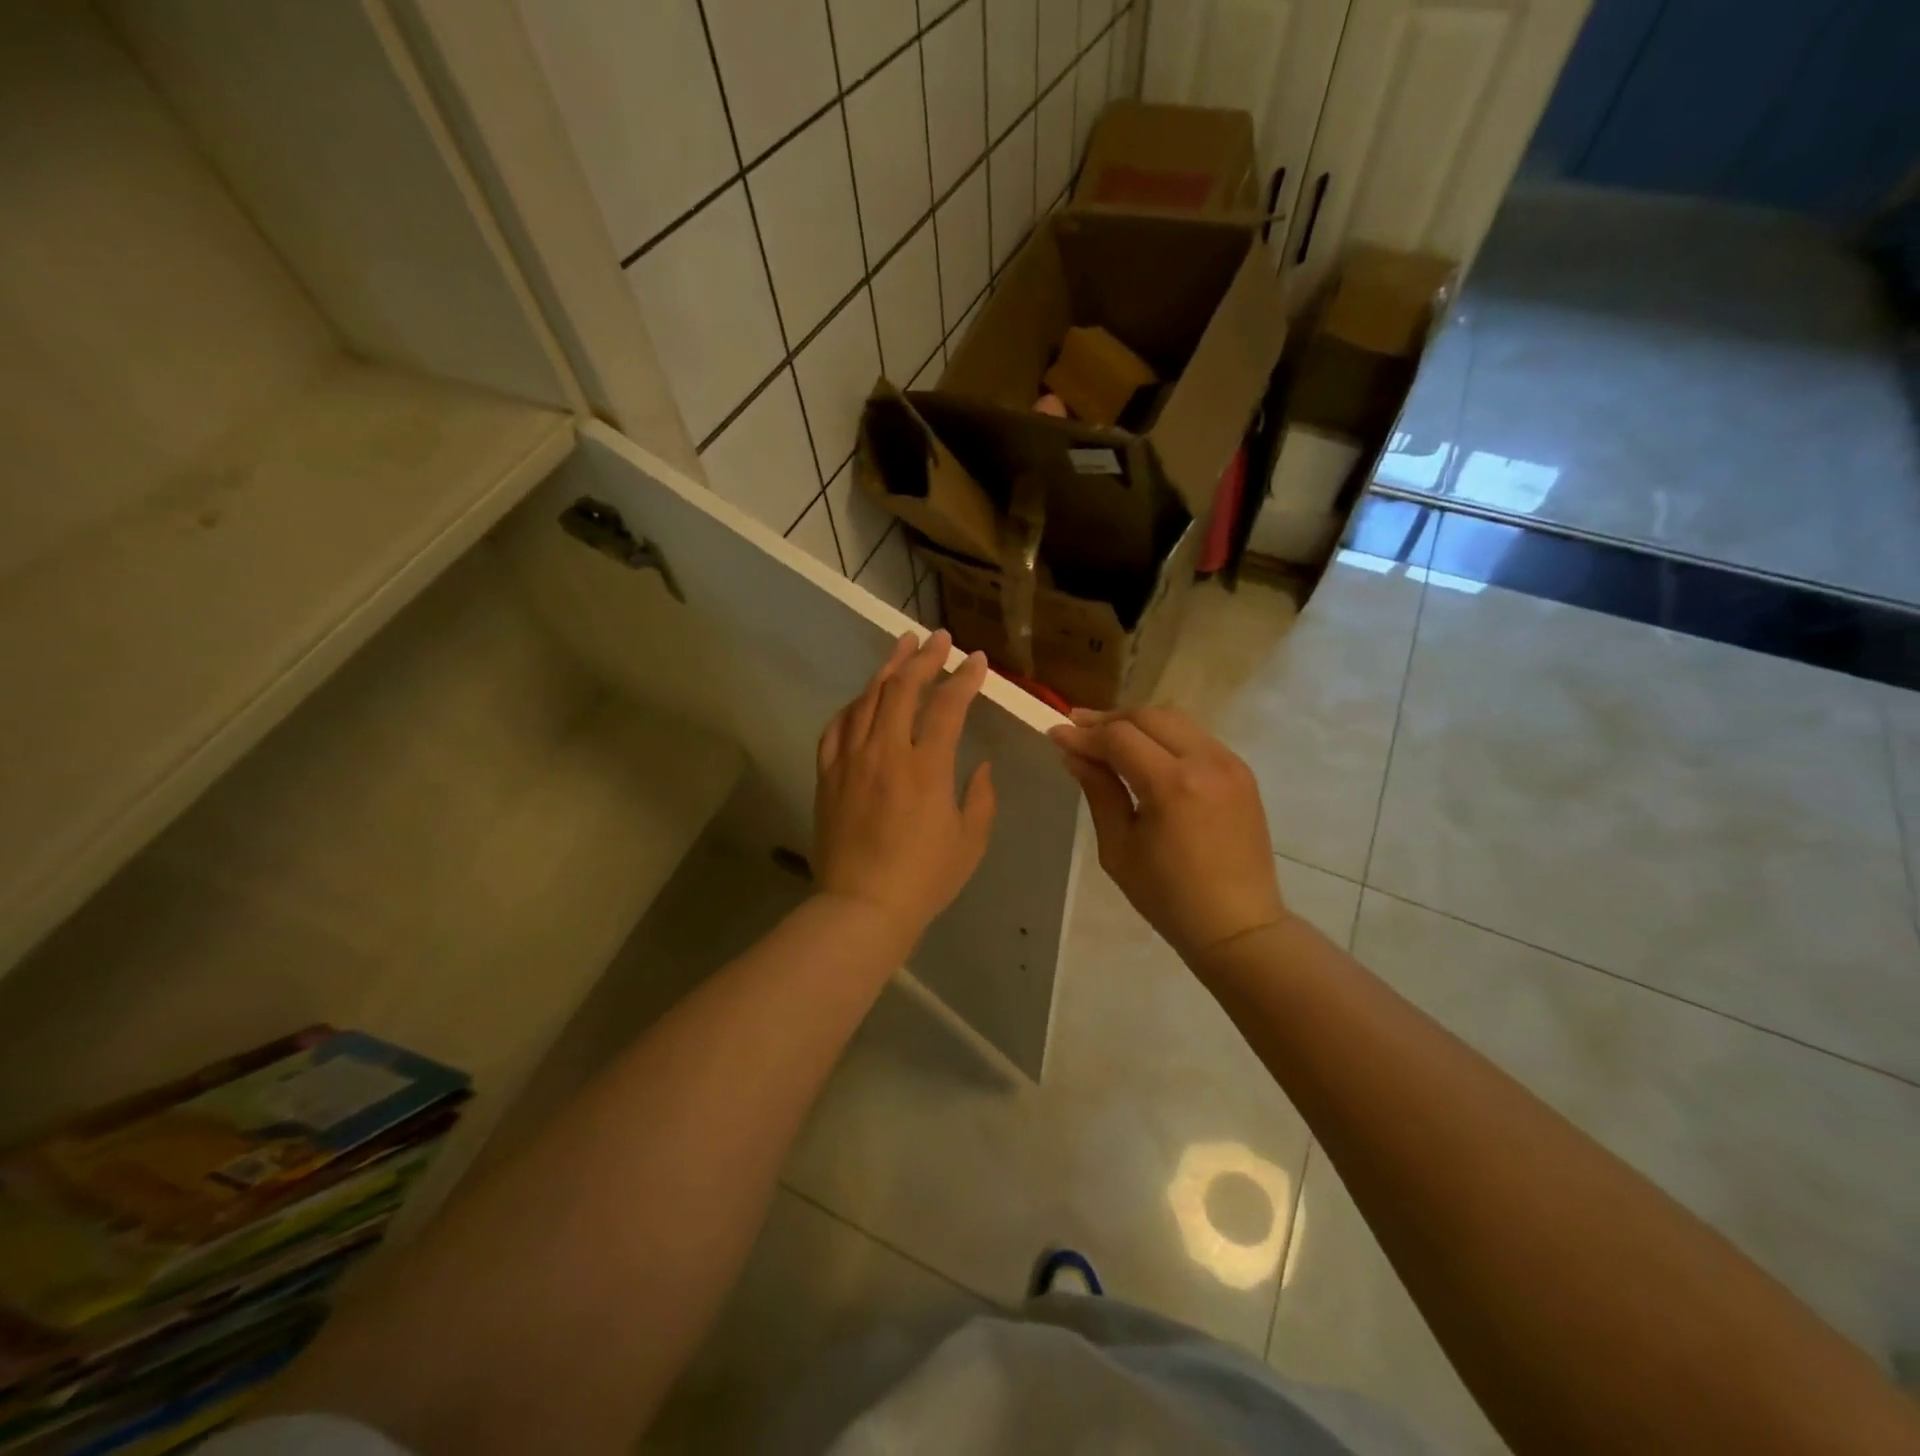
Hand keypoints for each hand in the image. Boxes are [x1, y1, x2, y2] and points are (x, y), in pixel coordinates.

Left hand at [813, 630, 996, 942]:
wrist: (861, 908)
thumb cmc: (924, 879)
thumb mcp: (970, 842)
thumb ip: (981, 798)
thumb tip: (980, 766)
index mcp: (927, 768)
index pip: (948, 706)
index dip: (964, 678)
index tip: (976, 660)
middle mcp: (887, 752)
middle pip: (902, 688)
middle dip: (924, 657)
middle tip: (938, 638)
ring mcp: (851, 760)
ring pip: (867, 699)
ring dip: (887, 668)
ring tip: (903, 647)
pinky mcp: (828, 774)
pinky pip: (837, 726)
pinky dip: (854, 705)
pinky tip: (864, 697)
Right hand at [1049, 706, 1287, 967]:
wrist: (1238, 925)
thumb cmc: (1169, 897)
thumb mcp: (1120, 849)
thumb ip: (1099, 793)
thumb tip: (1075, 755)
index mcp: (1173, 785)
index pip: (1119, 738)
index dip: (1084, 734)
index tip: (1055, 734)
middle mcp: (1206, 762)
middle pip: (1149, 717)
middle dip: (1109, 720)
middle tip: (1076, 728)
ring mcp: (1230, 764)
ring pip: (1175, 720)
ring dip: (1138, 723)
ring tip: (1107, 737)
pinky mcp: (1241, 772)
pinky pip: (1196, 738)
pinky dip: (1165, 737)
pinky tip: (1145, 754)